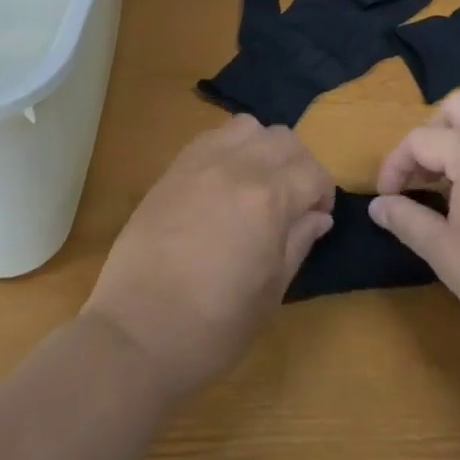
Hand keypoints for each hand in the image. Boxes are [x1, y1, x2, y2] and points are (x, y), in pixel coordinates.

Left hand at [84, 115, 334, 397]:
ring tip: (259, 182)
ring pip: (248, 127)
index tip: (317, 217)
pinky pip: (213, 137)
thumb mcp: (270, 292)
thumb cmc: (213, 326)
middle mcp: (238, 167)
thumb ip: (298, 243)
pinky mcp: (174, 167)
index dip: (323, 193)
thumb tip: (318, 217)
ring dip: (264, 147)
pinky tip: (225, 182)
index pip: (313, 172)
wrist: (136, 332)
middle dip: (300, 165)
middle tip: (294, 199)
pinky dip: (230, 148)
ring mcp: (202, 162)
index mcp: (268, 199)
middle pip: (285, 139)